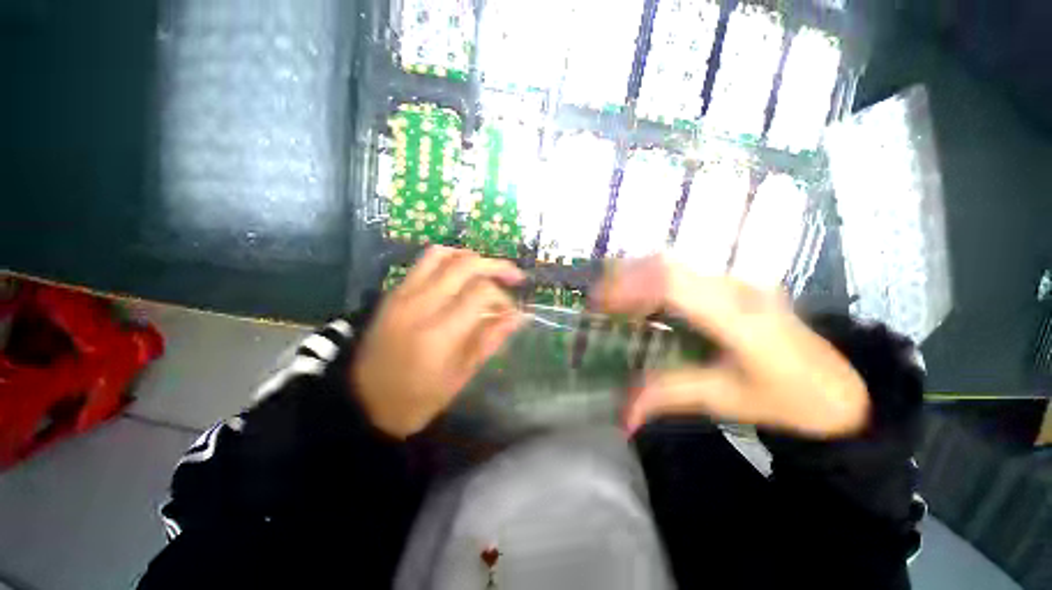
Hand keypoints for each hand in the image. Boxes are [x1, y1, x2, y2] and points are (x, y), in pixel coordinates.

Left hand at [353, 247, 524, 437]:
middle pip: (466, 265)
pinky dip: (449, 260)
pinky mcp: (394, 292)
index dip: (503, 297)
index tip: (511, 311)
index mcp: (439, 332)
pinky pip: (425, 262)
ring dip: (472, 258)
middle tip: (514, 277)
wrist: (363, 401)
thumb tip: (517, 316)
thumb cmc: (417, 397)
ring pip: (443, 255)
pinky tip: (461, 274)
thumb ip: (489, 340)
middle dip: (496, 266)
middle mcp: (420, 304)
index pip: (481, 292)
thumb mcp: (460, 376)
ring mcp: (403, 294)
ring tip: (488, 271)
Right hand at [592, 255, 868, 437]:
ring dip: (637, 274)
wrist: (843, 387)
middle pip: (668, 264)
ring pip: (675, 261)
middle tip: (598, 301)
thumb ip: (668, 396)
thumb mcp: (725, 400)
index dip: (629, 288)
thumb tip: (622, 417)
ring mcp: (738, 279)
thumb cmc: (789, 398)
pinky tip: (641, 296)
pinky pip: (684, 269)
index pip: (673, 285)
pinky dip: (652, 277)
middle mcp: (737, 287)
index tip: (599, 304)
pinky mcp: (735, 281)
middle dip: (624, 277)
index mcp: (738, 319)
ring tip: (613, 297)